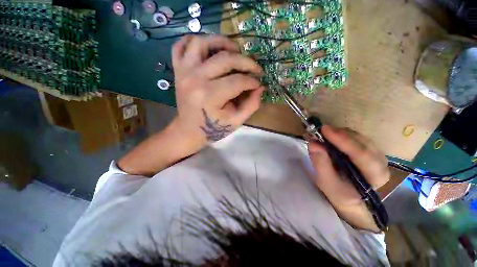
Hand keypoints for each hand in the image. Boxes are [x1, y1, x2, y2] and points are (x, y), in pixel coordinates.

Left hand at [171, 35, 263, 146]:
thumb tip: (261, 87)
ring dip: (221, 41)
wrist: (188, 131)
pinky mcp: (178, 70)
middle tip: (254, 68)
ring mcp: (184, 72)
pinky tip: (208, 47)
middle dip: (246, 62)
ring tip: (234, 50)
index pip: (238, 81)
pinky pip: (181, 45)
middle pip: (225, 59)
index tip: (259, 83)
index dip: (252, 81)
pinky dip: (194, 40)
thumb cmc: (213, 129)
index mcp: (210, 96)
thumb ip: (251, 105)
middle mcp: (195, 79)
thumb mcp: (236, 121)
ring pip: (202, 42)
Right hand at [307, 125, 389, 230]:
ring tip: (322, 134)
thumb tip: (313, 143)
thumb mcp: (326, 182)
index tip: (324, 130)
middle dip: (339, 135)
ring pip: (359, 137)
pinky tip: (331, 136)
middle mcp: (381, 163)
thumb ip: (320, 163)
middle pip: (361, 142)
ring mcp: (377, 155)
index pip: (361, 154)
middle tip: (320, 130)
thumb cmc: (339, 193)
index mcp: (375, 176)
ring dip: (340, 133)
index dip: (343, 140)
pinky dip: (342, 134)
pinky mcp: (370, 150)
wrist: (350, 198)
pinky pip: (357, 137)